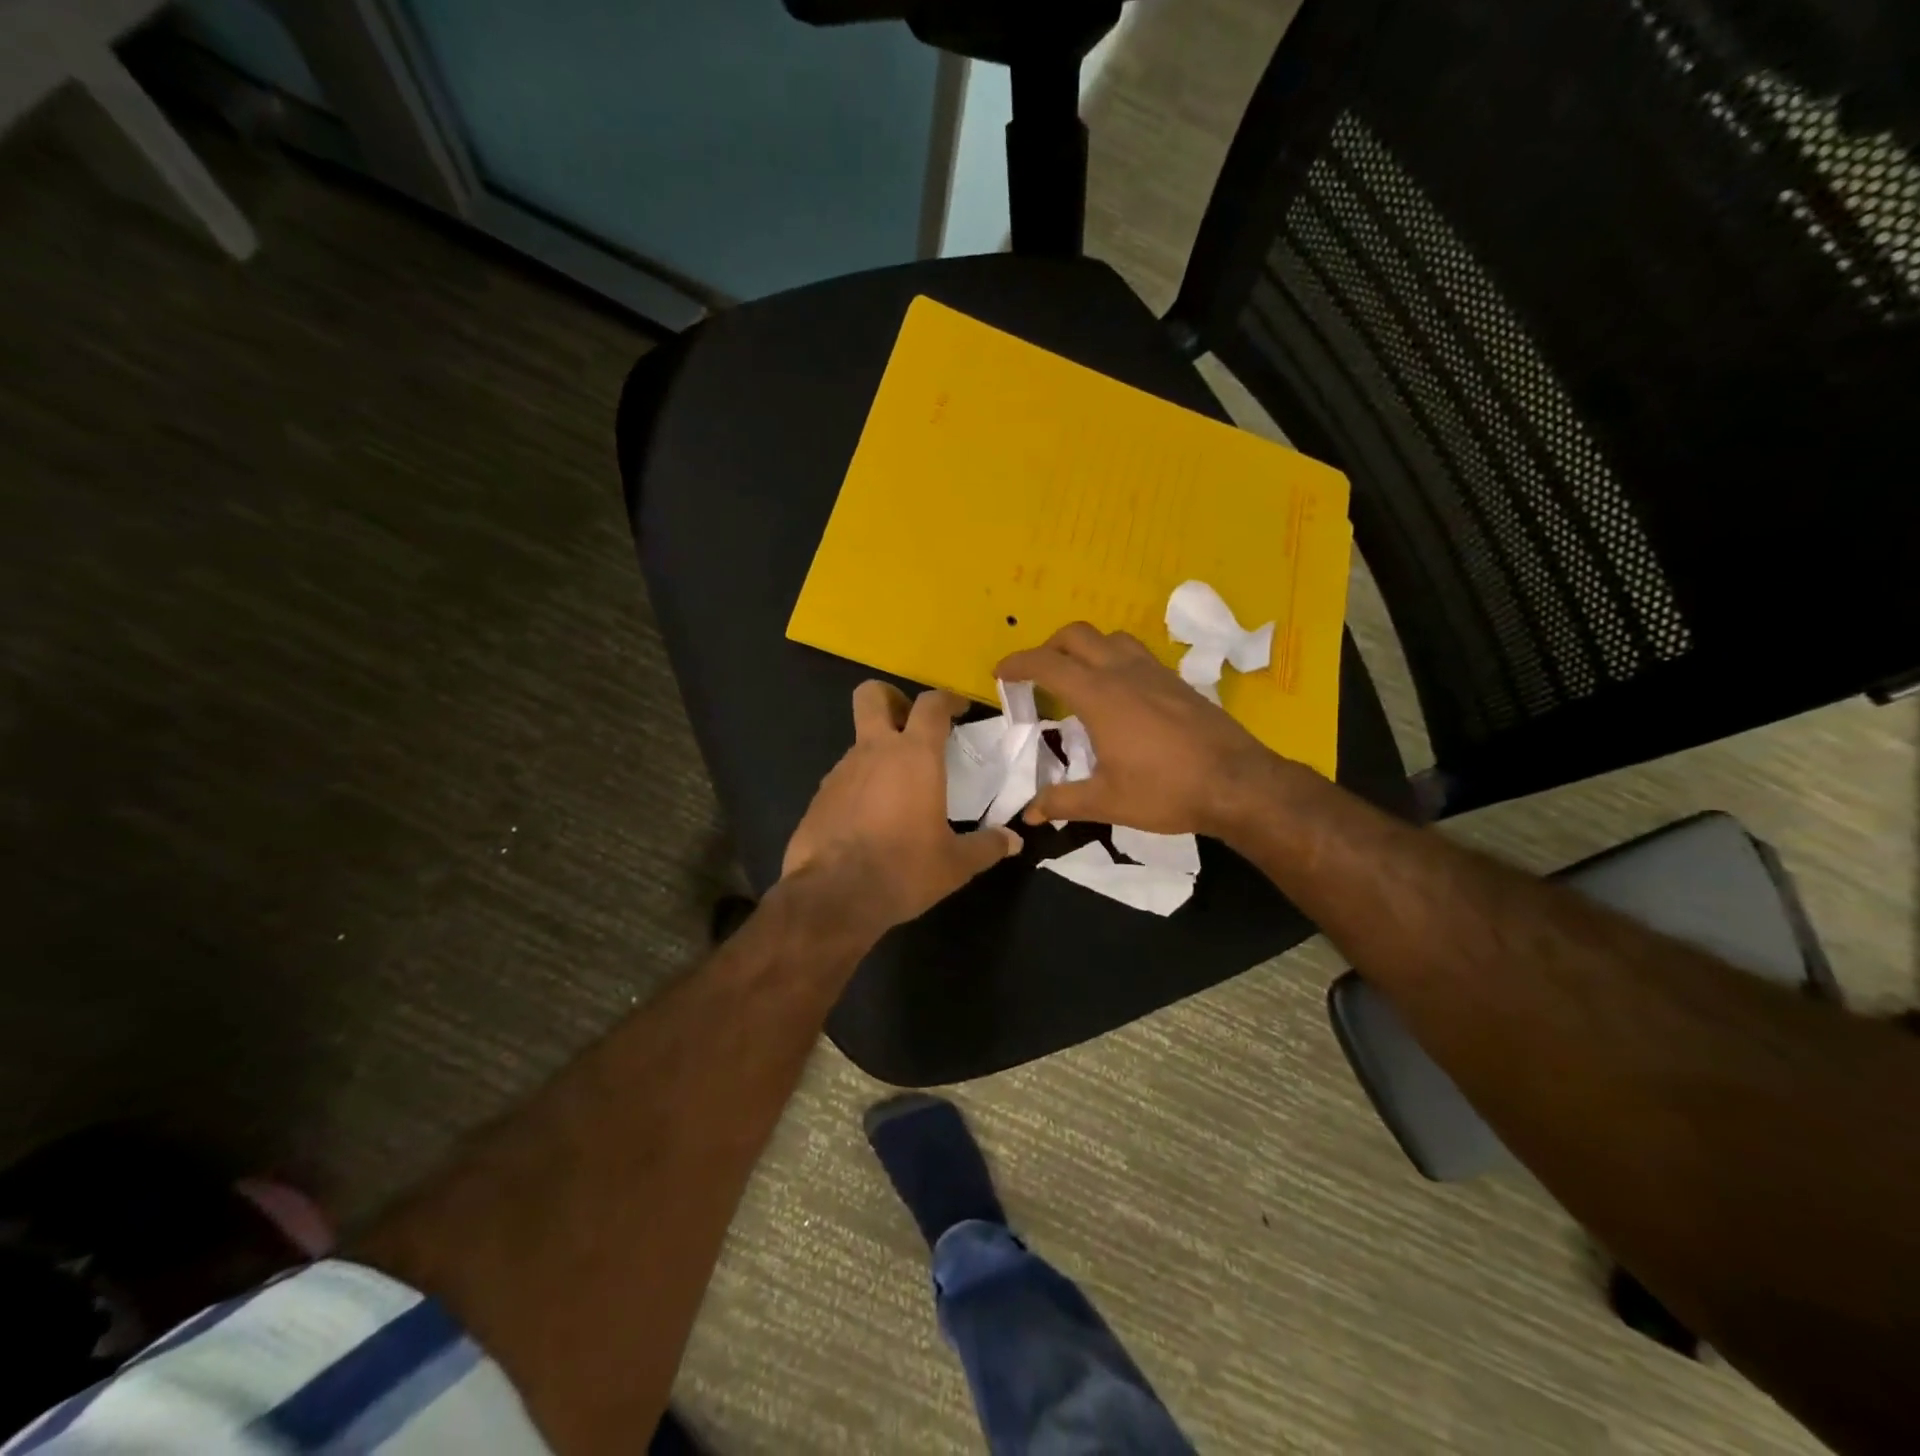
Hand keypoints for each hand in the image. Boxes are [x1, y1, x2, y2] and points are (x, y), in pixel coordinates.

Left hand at [783, 682, 1020, 931]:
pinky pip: (844, 778)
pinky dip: (860, 786)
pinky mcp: (819, 796)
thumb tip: (1013, 841)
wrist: (833, 897)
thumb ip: (987, 846)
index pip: (931, 704)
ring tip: (898, 790)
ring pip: (859, 742)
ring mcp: (840, 771)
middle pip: (872, 695)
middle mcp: (874, 751)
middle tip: (910, 724)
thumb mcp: (955, 864)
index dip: (947, 699)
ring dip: (878, 753)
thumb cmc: (904, 869)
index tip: (959, 709)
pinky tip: (871, 819)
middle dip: (891, 698)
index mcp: (914, 756)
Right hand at [997, 623, 1283, 836]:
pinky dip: (1114, 658)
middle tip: (1036, 675)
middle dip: (1048, 647)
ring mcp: (1154, 672)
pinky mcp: (1176, 680)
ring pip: (1110, 637)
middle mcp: (1123, 672)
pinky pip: (1136, 653)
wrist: (1237, 784)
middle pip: (1076, 635)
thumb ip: (1062, 801)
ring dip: (1085, 647)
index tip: (1000, 673)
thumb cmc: (1166, 791)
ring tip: (1077, 677)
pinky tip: (1119, 693)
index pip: (1047, 664)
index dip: (1017, 664)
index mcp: (1099, 696)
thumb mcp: (1107, 801)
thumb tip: (1029, 813)